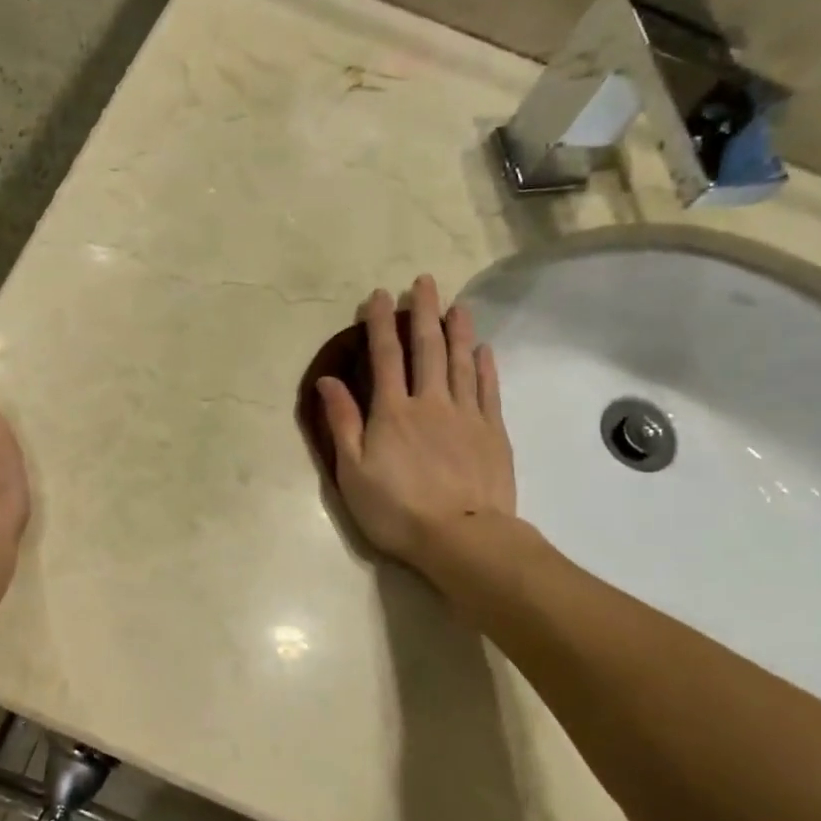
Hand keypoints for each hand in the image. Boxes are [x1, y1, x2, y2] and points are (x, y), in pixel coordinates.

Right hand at [316, 275, 517, 571]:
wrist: (462, 538)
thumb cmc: (397, 510)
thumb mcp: (353, 472)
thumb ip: (342, 423)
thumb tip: (328, 381)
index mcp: (392, 412)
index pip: (385, 357)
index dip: (380, 324)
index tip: (379, 295)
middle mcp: (430, 402)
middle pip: (427, 349)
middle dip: (423, 313)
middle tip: (424, 282)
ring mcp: (466, 415)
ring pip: (461, 362)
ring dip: (457, 330)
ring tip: (456, 304)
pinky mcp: (492, 432)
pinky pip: (488, 390)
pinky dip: (485, 365)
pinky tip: (483, 349)